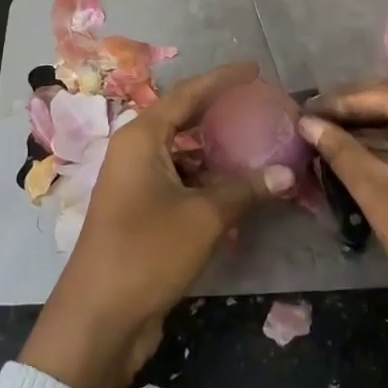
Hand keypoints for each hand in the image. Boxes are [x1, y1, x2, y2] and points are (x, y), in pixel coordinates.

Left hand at [21, 63, 292, 387]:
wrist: (99, 318)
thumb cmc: (147, 252)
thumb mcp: (203, 217)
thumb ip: (245, 189)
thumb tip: (288, 173)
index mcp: (141, 137)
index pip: (188, 94)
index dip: (223, 80)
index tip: (255, 70)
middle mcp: (136, 152)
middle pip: (185, 120)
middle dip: (223, 114)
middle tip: (263, 109)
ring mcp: (137, 183)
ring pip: (185, 155)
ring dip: (219, 153)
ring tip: (260, 146)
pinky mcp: (143, 212)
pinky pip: (182, 183)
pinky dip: (209, 182)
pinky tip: (240, 190)